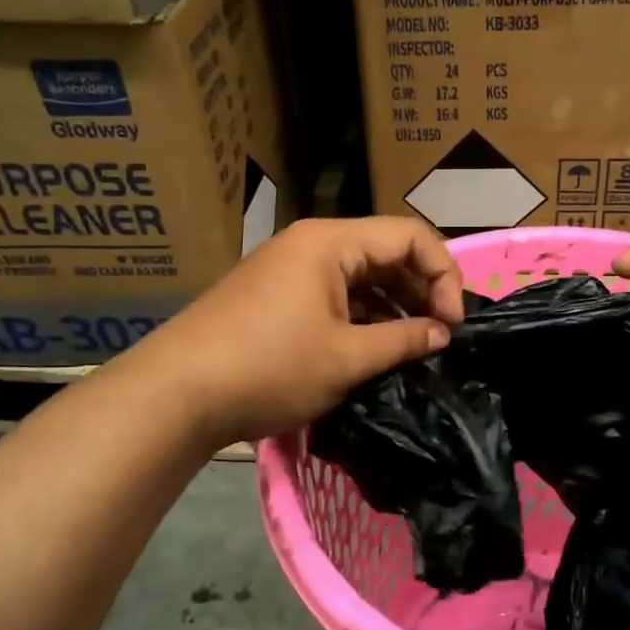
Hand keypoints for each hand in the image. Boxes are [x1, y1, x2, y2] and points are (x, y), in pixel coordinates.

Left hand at [142, 217, 464, 446]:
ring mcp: (288, 269)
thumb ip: (404, 341)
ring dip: (392, 306)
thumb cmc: (270, 368)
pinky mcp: (274, 295)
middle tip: (439, 336)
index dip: (443, 274)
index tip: (453, 323)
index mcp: (330, 242)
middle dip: (420, 289)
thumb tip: (442, 334)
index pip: (409, 235)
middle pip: (385, 251)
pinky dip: (361, 315)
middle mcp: (310, 244)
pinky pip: (333, 294)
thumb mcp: (347, 358)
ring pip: (359, 275)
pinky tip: (372, 348)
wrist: (176, 394)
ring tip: (412, 346)